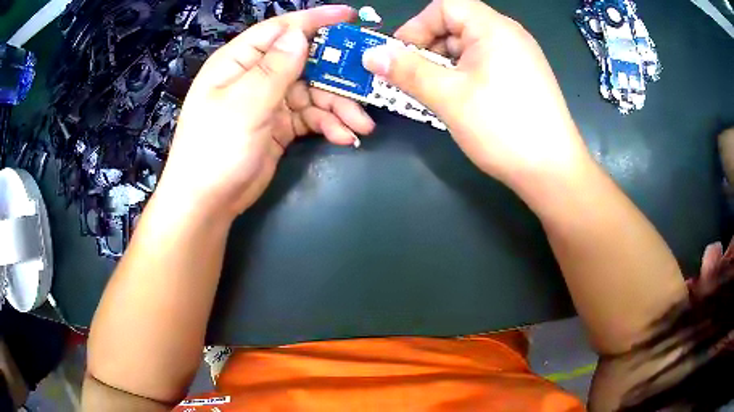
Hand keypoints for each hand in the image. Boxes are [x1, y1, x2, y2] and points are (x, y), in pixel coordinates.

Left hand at [158, 6, 374, 218]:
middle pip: (305, 61)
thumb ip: (275, 68)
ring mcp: (269, 102)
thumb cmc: (216, 148)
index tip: (350, 17)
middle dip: (336, 74)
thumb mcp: (244, 104)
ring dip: (338, 107)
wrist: (207, 202)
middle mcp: (255, 76)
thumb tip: (300, 34)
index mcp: (239, 61)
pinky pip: (310, 117)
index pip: (281, 30)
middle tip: (367, 85)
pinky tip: (343, 137)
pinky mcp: (279, 126)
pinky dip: (328, 124)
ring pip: (313, 92)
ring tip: (360, 126)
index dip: (315, 20)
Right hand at [362, 0, 589, 189]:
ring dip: (444, 67)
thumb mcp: (449, 96)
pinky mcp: (523, 78)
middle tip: (411, 80)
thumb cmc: (502, 128)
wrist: (553, 172)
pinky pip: (485, 65)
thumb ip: (407, 71)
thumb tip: (370, 55)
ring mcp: (519, 57)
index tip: (399, 55)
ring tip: (432, 95)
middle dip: (428, 49)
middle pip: (457, 26)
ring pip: (469, 49)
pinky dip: (464, 77)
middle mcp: (509, 35)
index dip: (417, 25)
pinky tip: (458, 101)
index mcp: (493, 28)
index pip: (445, 6)